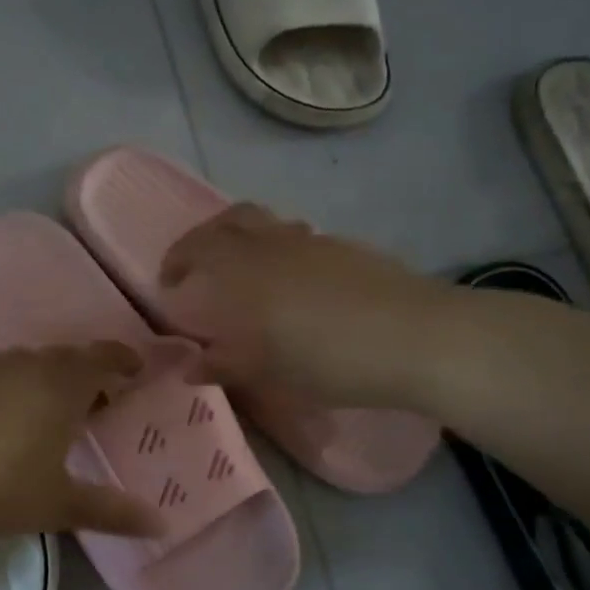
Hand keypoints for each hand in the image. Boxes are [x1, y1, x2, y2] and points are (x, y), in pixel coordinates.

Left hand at [0, 343, 163, 541]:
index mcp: (64, 386)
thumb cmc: (0, 486)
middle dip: (86, 374)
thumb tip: (162, 523)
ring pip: (28, 361)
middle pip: (67, 357)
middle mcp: (30, 365)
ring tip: (48, 405)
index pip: (103, 357)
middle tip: (96, 401)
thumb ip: (112, 512)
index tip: (136, 369)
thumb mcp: (60, 504)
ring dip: (45, 376)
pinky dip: (6, 379)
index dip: (123, 359)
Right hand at [160, 203, 441, 407]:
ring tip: (246, 279)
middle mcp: (275, 244)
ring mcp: (315, 241)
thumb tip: (191, 367)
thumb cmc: (333, 359)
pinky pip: (299, 239)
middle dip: (207, 237)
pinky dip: (281, 252)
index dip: (177, 260)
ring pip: (268, 225)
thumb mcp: (272, 372)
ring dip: (246, 241)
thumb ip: (226, 365)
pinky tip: (295, 289)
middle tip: (199, 268)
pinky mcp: (347, 248)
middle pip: (232, 218)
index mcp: (247, 270)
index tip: (170, 284)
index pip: (198, 247)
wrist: (419, 337)